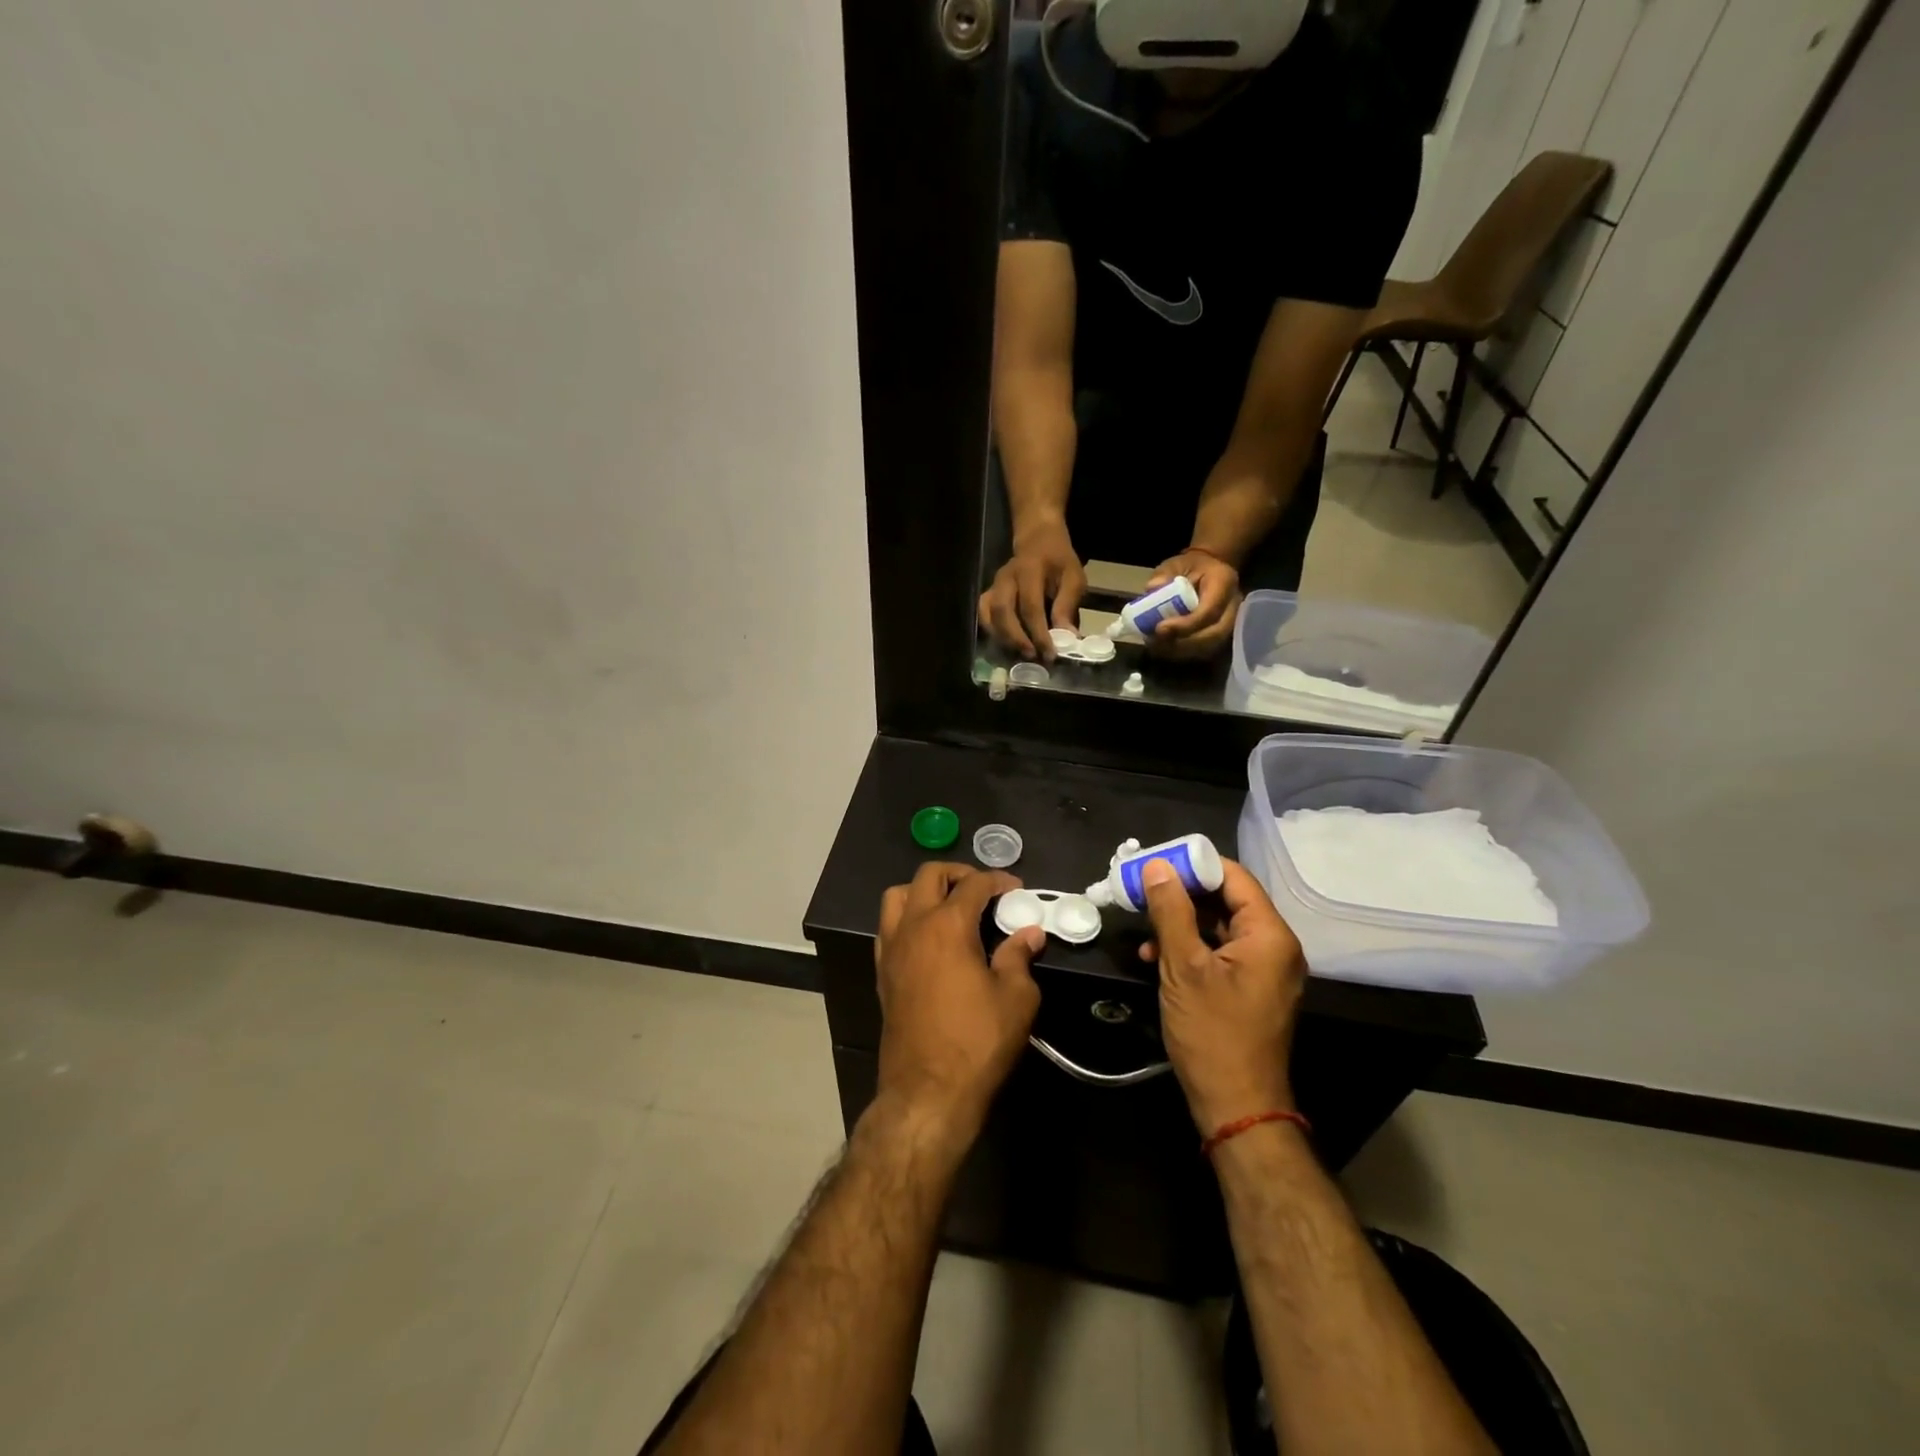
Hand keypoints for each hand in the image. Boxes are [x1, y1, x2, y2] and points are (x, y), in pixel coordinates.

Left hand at [874, 864, 1044, 1147]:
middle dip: (958, 874)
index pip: (973, 885)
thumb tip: (1029, 933)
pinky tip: (930, 941)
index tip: (1016, 889)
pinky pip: (888, 927)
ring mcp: (891, 949)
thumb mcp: (1016, 998)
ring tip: (950, 907)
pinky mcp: (882, 973)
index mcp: (947, 926)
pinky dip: (908, 919)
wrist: (927, 1091)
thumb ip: (1020, 957)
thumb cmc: (977, 1041)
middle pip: (928, 876)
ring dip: (924, 891)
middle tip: (983, 890)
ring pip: (897, 897)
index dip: (998, 881)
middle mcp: (912, 927)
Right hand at [978, 519, 1086, 660]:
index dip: (1039, 633)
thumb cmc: (1059, 560)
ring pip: (989, 616)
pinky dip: (992, 632)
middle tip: (1033, 656)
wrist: (1038, 539)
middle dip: (1017, 639)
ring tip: (1020, 654)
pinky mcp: (988, 594)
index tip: (1050, 654)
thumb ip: (1067, 606)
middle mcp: (1006, 578)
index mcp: (1029, 570)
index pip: (1030, 606)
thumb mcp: (1073, 577)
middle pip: (1003, 612)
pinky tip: (1007, 644)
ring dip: (1003, 638)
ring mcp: (994, 586)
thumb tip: (1067, 637)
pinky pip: (983, 615)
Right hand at [1138, 856, 1306, 1132]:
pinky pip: (1220, 952)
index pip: (1234, 877)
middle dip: (1181, 893)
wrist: (1237, 1107)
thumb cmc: (1213, 1034)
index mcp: (1269, 935)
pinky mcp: (1250, 988)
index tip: (1154, 863)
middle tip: (1141, 889)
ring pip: (1219, 926)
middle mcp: (1275, 946)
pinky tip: (1155, 957)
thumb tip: (1157, 866)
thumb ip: (1171, 911)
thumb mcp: (1184, 968)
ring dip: (1180, 923)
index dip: (1193, 865)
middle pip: (1227, 900)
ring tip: (1142, 927)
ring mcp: (1264, 969)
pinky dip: (1190, 948)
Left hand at [1143, 548, 1240, 660]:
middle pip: (1214, 634)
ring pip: (1211, 647)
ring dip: (1181, 651)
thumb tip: (1152, 588)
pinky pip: (1206, 651)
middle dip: (1183, 643)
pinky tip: (1164, 649)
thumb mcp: (1175, 563)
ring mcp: (1231, 622)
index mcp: (1224, 582)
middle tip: (1156, 642)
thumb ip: (1164, 574)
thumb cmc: (1191, 567)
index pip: (1209, 611)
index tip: (1159, 628)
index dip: (1185, 625)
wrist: (1210, 569)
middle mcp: (1233, 606)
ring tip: (1156, 647)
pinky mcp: (1222, 634)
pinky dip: (1183, 653)